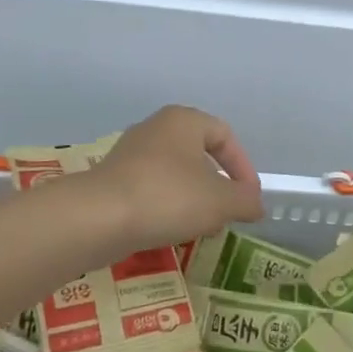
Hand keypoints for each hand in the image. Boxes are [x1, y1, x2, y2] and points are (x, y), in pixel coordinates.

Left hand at [90, 106, 264, 253]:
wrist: (97, 218)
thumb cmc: (168, 197)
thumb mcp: (221, 201)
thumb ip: (246, 200)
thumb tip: (255, 204)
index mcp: (184, 120)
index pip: (226, 136)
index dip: (244, 167)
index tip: (249, 198)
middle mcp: (156, 129)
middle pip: (199, 155)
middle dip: (219, 186)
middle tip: (228, 213)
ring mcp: (130, 154)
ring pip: (175, 174)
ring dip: (194, 199)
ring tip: (203, 227)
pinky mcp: (113, 180)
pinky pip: (152, 189)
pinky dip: (168, 207)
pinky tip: (172, 231)